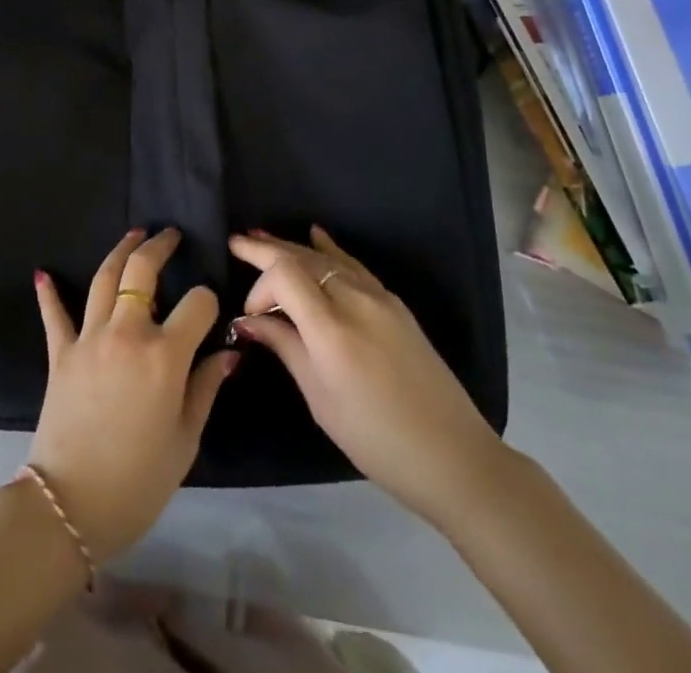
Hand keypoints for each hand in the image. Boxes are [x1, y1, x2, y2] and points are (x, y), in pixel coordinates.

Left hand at [30, 227, 236, 561]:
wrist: (69, 506)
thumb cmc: (139, 480)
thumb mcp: (185, 440)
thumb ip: (206, 388)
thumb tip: (229, 353)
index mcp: (165, 356)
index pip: (197, 304)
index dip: (208, 301)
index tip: (209, 310)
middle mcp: (127, 334)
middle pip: (142, 272)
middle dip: (159, 247)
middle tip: (170, 235)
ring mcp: (89, 339)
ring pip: (104, 279)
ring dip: (119, 252)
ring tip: (133, 235)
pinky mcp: (60, 353)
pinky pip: (55, 315)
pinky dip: (49, 293)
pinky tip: (44, 274)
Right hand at [227, 227, 502, 520]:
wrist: (453, 455)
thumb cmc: (376, 439)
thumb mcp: (321, 400)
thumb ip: (285, 348)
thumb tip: (249, 320)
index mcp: (332, 330)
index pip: (285, 275)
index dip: (260, 285)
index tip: (251, 315)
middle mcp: (355, 301)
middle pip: (302, 258)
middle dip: (266, 249)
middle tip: (236, 242)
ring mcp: (379, 298)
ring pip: (326, 258)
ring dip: (292, 247)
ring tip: (261, 238)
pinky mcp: (395, 303)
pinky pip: (353, 265)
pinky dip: (329, 249)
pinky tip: (315, 236)